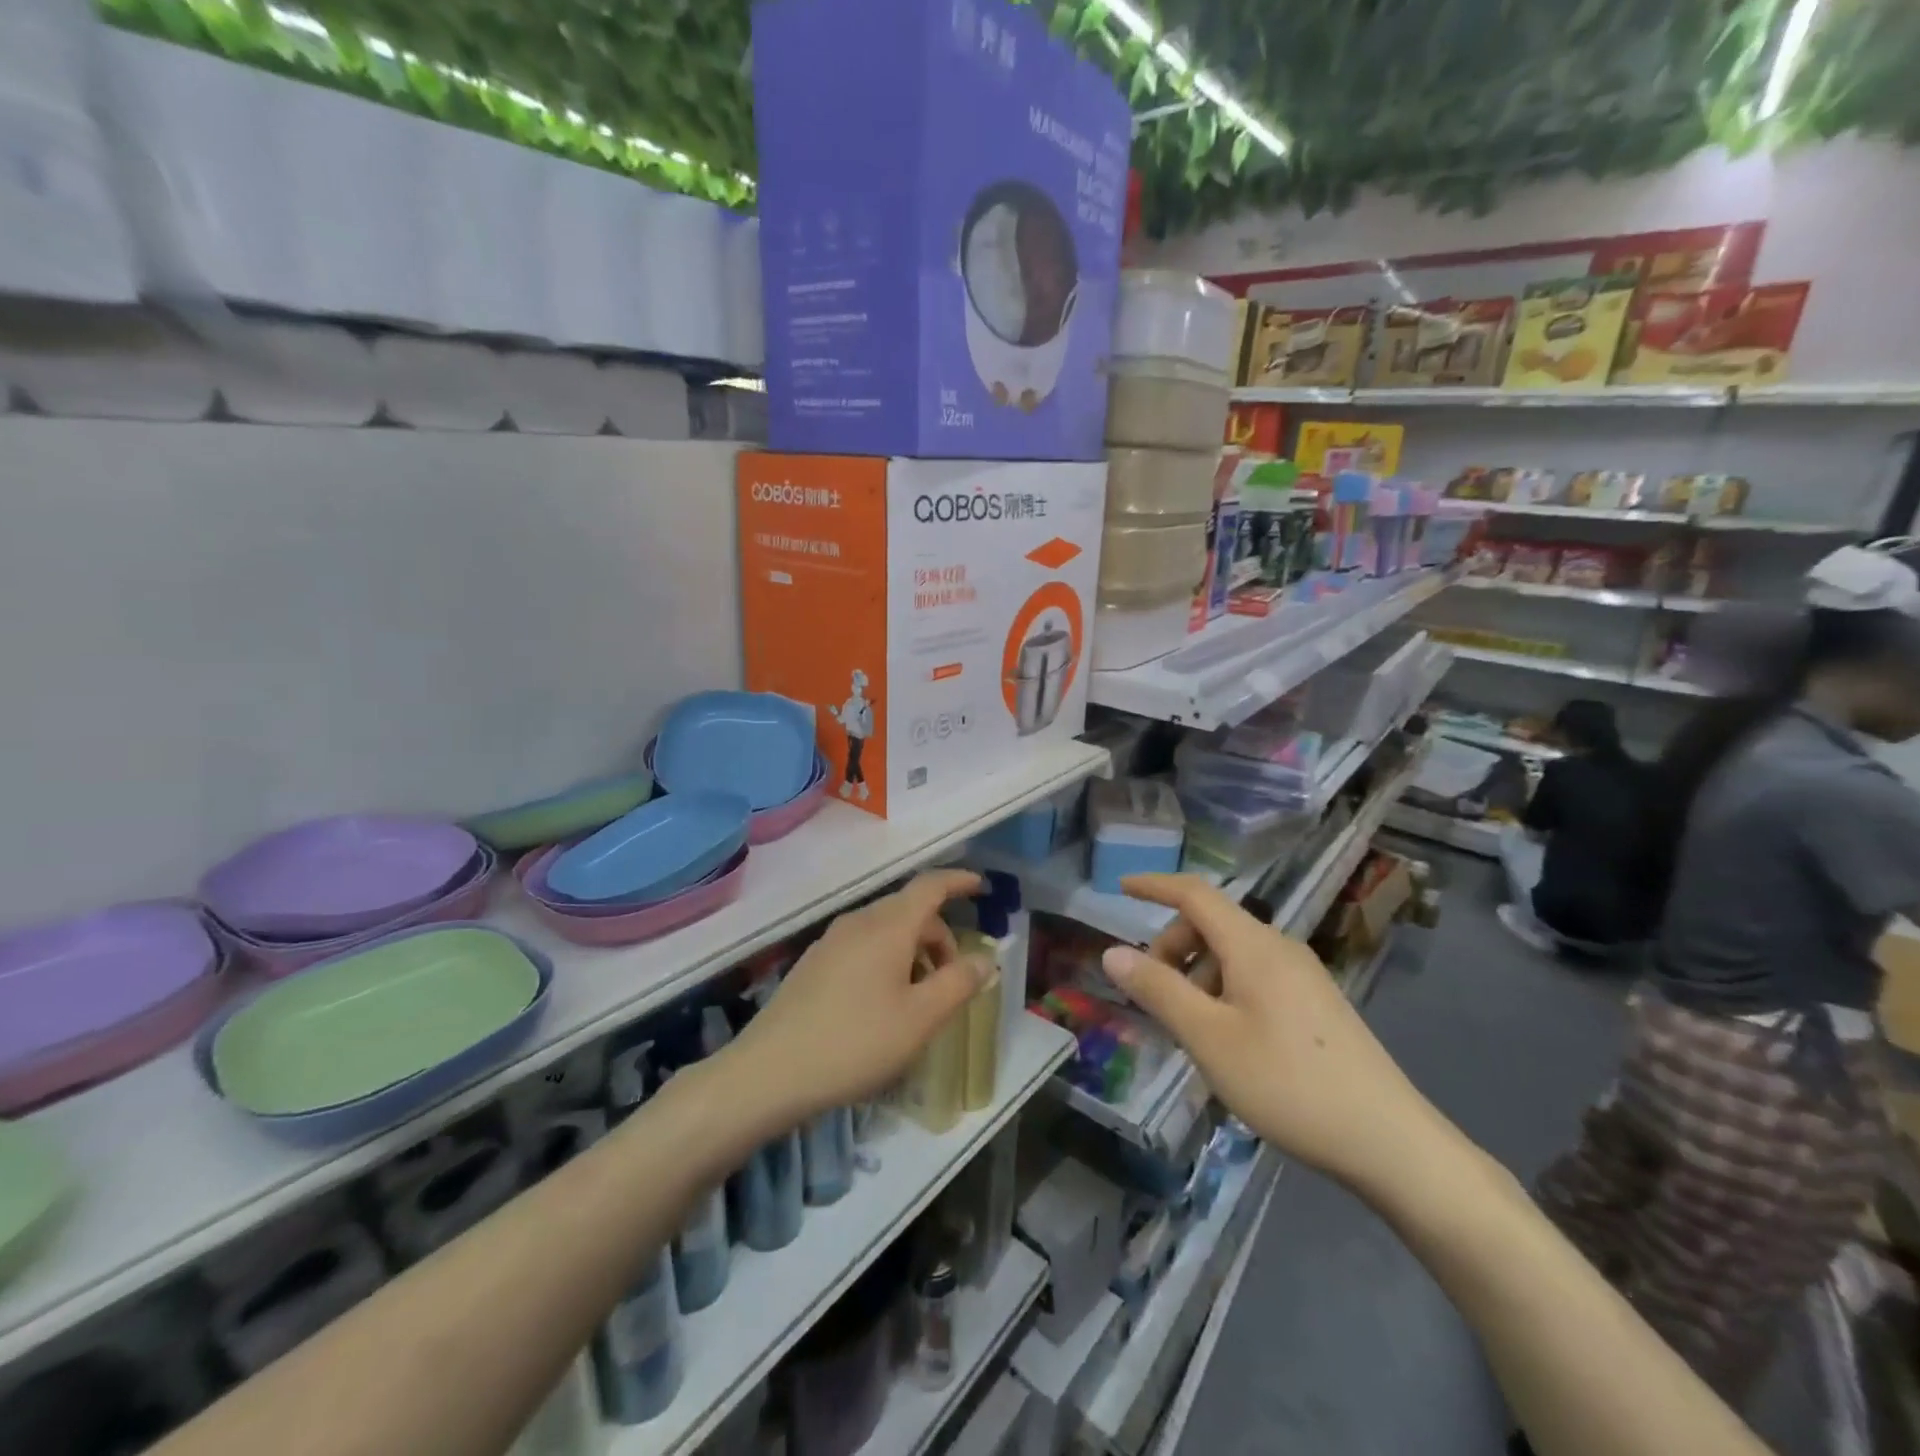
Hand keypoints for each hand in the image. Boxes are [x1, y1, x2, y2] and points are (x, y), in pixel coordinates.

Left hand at [725, 870, 991, 1124]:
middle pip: (909, 911)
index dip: (958, 881)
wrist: (769, 1072)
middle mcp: (858, 922)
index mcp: (888, 926)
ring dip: (913, 952)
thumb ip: (958, 983)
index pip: (930, 886)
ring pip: (885, 931)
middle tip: (953, 980)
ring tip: (919, 1000)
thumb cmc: (856, 1042)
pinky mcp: (813, 964)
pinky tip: (883, 1006)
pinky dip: (887, 961)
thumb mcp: (920, 1019)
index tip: (981, 887)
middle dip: (939, 936)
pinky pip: (863, 947)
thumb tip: (985, 958)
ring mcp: (831, 941)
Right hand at [1104, 874, 1441, 1194]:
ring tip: (1191, 1032)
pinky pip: (1254, 977)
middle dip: (1173, 948)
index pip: (1194, 894)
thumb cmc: (1287, 1083)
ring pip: (1232, 954)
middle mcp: (1280, 947)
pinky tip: (1227, 1041)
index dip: (1155, 885)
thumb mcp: (1208, 1038)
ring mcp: (1303, 975)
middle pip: (1211, 924)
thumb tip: (1112, 952)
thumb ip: (1158, 990)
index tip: (1120, 888)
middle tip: (1155, 998)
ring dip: (1197, 976)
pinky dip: (1224, 991)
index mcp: (1253, 945)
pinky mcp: (1315, 1003)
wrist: (1390, 1142)